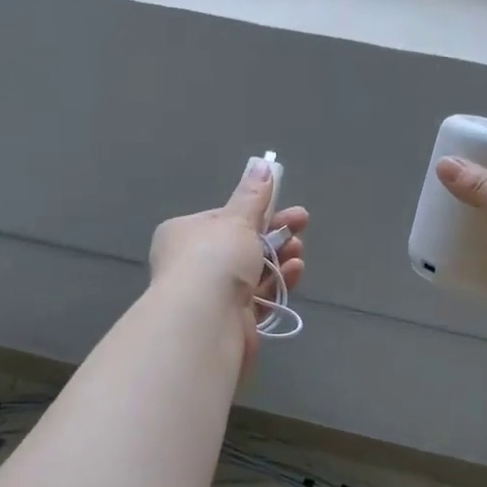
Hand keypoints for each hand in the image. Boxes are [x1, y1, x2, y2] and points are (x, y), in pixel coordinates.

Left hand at [149, 158, 308, 367]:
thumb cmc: (215, 258)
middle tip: (302, 223)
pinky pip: (260, 297)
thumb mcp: (237, 219)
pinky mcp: (232, 320)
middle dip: (274, 234)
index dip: (253, 213)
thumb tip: (263, 165)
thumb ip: (254, 196)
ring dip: (279, 258)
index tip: (281, 206)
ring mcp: (212, 295)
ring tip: (298, 251)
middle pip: (241, 245)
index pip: (222, 219)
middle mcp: (194, 265)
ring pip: (253, 272)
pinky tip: (295, 272)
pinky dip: (278, 284)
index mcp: (184, 234)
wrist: (206, 321)